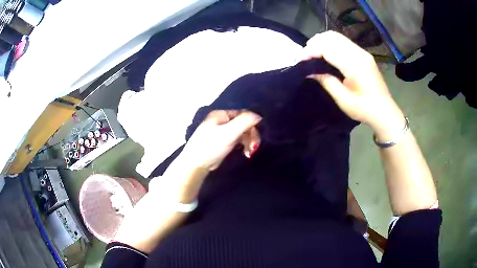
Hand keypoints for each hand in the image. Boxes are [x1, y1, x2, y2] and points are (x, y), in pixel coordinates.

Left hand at [181, 110, 261, 170]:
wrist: (196, 164)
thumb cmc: (211, 146)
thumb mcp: (229, 133)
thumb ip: (244, 122)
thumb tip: (259, 116)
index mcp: (222, 114)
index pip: (243, 114)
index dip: (252, 124)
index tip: (255, 138)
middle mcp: (223, 120)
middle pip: (244, 124)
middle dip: (251, 136)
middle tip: (254, 148)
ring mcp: (223, 131)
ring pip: (242, 133)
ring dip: (249, 142)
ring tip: (249, 153)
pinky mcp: (223, 142)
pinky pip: (238, 140)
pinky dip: (243, 146)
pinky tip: (246, 154)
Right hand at [302, 31, 404, 140]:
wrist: (384, 111)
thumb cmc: (364, 109)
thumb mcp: (343, 99)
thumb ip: (326, 81)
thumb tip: (308, 71)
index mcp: (354, 65)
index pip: (327, 48)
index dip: (311, 51)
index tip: (300, 61)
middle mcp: (359, 53)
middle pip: (331, 37)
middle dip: (314, 43)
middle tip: (305, 57)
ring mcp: (362, 52)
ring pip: (337, 36)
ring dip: (322, 42)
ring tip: (313, 54)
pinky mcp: (363, 54)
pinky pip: (343, 42)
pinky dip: (331, 44)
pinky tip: (326, 54)